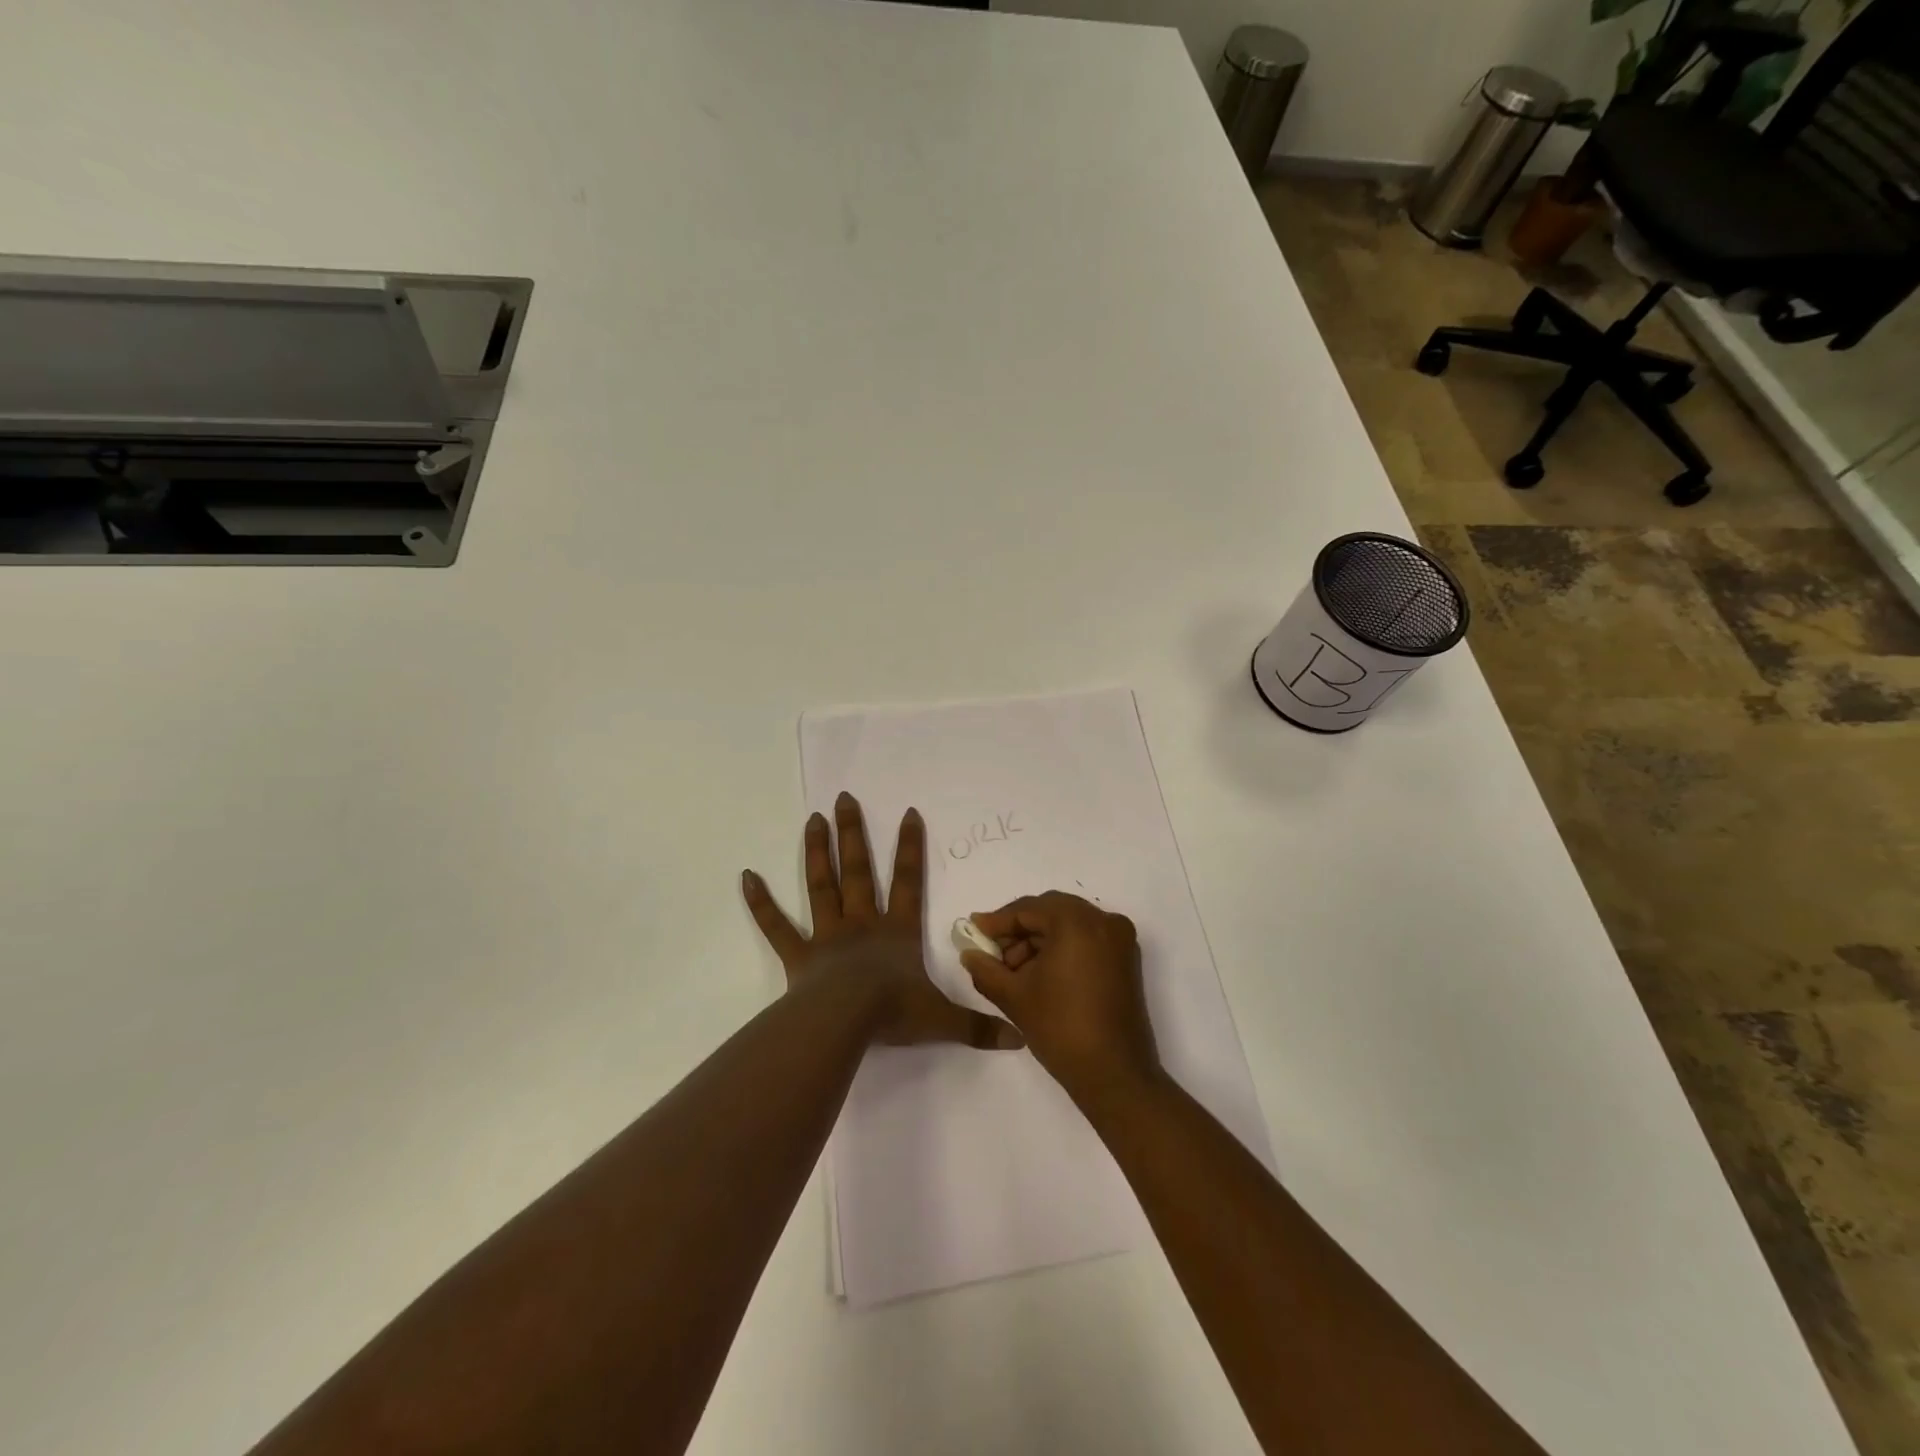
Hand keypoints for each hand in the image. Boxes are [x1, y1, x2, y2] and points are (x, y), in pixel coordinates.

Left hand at [742, 792, 1022, 1050]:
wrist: (845, 1022)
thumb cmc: (894, 1012)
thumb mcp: (942, 1020)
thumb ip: (978, 1027)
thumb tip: (1019, 1038)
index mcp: (897, 931)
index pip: (909, 881)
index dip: (911, 847)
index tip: (908, 812)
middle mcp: (863, 923)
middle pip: (859, 870)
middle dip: (854, 834)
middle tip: (845, 799)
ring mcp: (828, 935)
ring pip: (822, 885)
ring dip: (818, 852)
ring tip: (813, 819)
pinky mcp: (798, 955)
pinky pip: (776, 925)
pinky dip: (761, 902)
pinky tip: (746, 876)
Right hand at [960, 892, 1159, 1103]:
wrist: (1114, 1075)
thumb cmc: (1061, 1028)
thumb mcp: (1014, 996)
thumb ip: (985, 968)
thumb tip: (969, 953)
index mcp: (1077, 922)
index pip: (1028, 909)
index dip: (998, 921)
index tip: (974, 931)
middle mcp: (1104, 921)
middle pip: (1050, 911)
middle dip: (1019, 930)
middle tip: (993, 952)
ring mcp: (1119, 940)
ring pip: (1069, 925)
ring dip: (1039, 940)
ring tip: (1014, 971)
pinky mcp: (1126, 960)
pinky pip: (1086, 939)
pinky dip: (1062, 948)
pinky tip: (1040, 974)